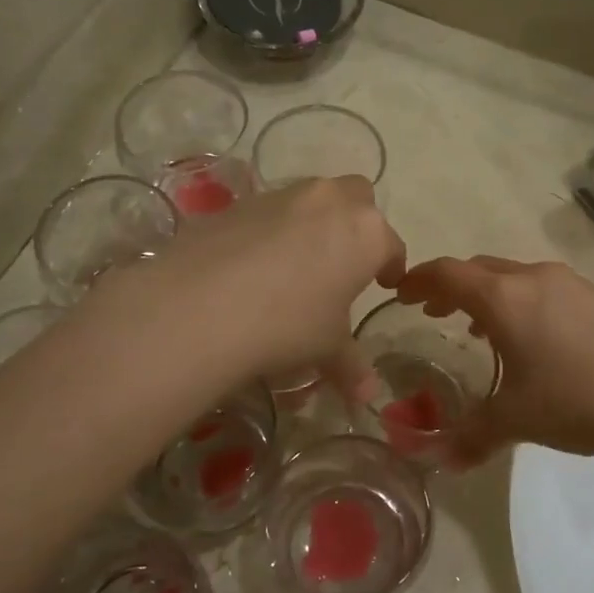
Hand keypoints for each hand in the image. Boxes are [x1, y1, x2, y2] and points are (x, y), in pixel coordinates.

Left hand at [99, 176, 404, 397]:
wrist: (203, 306)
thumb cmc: (289, 325)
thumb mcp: (327, 349)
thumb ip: (351, 366)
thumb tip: (367, 396)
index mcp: (365, 232)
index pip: (390, 244)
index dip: (390, 266)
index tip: (385, 283)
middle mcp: (327, 201)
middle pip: (356, 197)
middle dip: (356, 223)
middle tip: (344, 260)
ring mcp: (280, 196)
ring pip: (308, 199)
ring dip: (312, 223)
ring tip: (296, 265)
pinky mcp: (236, 203)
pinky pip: (266, 212)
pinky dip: (269, 231)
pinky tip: (252, 265)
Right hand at [395, 255, 593, 466]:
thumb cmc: (572, 401)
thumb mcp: (513, 421)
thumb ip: (470, 436)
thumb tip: (440, 461)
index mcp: (504, 298)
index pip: (448, 274)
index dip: (419, 280)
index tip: (401, 293)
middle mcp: (535, 280)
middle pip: (480, 270)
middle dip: (451, 287)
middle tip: (433, 311)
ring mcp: (572, 286)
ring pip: (515, 278)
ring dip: (488, 295)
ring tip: (477, 327)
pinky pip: (544, 290)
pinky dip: (521, 303)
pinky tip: (530, 339)